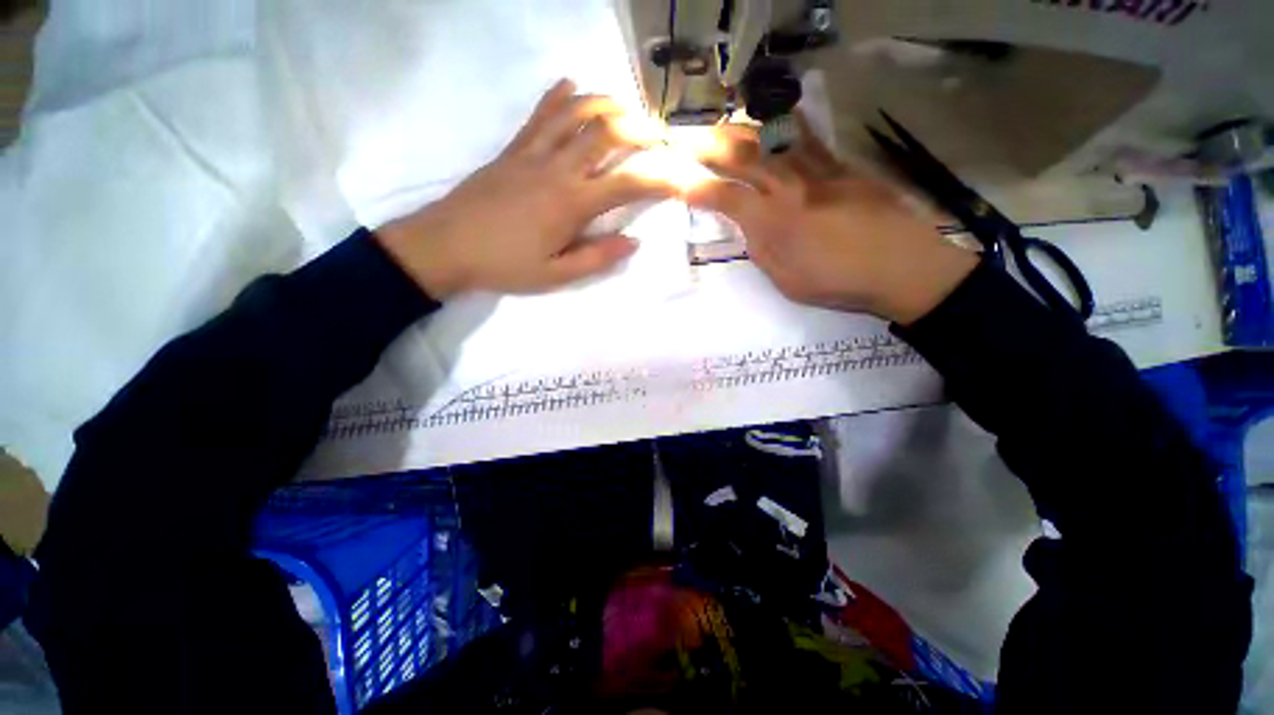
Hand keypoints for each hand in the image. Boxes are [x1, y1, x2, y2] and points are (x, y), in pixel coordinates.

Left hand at [375, 80, 676, 298]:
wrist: (446, 245)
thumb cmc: (504, 264)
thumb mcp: (555, 275)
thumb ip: (597, 258)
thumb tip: (634, 242)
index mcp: (571, 204)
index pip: (626, 184)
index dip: (657, 180)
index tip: (678, 179)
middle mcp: (557, 169)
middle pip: (605, 134)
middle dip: (638, 130)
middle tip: (658, 134)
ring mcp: (532, 153)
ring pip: (574, 114)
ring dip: (605, 104)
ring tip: (625, 107)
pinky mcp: (513, 149)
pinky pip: (539, 114)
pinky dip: (558, 97)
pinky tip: (570, 85)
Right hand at [687, 118, 977, 324]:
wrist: (902, 266)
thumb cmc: (838, 282)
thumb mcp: (787, 281)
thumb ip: (762, 251)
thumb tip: (749, 226)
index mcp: (774, 223)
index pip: (726, 197)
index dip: (698, 189)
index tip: (680, 184)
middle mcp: (790, 188)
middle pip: (744, 157)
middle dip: (710, 147)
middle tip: (689, 141)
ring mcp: (818, 171)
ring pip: (773, 140)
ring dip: (741, 130)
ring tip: (721, 127)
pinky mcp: (842, 165)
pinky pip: (809, 137)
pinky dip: (785, 126)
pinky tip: (773, 122)